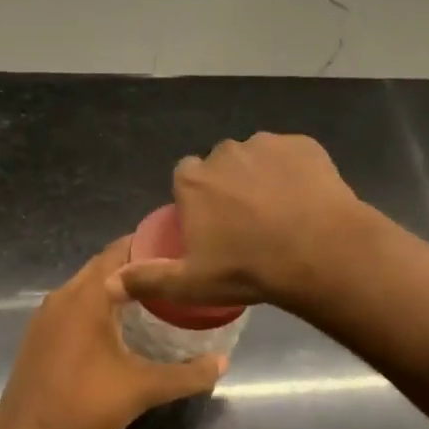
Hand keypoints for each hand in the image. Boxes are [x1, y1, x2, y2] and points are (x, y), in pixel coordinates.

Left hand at [0, 239, 225, 428]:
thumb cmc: (85, 404)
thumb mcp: (143, 389)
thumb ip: (187, 374)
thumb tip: (223, 362)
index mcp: (87, 295)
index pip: (120, 251)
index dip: (151, 245)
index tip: (181, 248)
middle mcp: (63, 295)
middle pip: (104, 265)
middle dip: (137, 265)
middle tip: (174, 271)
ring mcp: (46, 315)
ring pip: (87, 285)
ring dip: (116, 285)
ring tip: (154, 294)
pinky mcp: (39, 334)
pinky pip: (74, 304)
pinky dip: (98, 303)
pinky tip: (119, 323)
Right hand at [108, 132, 366, 312]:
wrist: (319, 252)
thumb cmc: (248, 268)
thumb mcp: (192, 283)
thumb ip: (148, 279)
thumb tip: (108, 283)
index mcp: (194, 180)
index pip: (185, 179)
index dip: (198, 201)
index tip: (213, 226)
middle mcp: (225, 152)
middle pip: (221, 167)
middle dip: (230, 187)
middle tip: (249, 224)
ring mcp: (267, 144)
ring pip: (257, 158)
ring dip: (262, 177)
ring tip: (282, 213)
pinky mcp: (303, 144)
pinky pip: (292, 156)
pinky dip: (295, 172)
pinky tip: (306, 200)